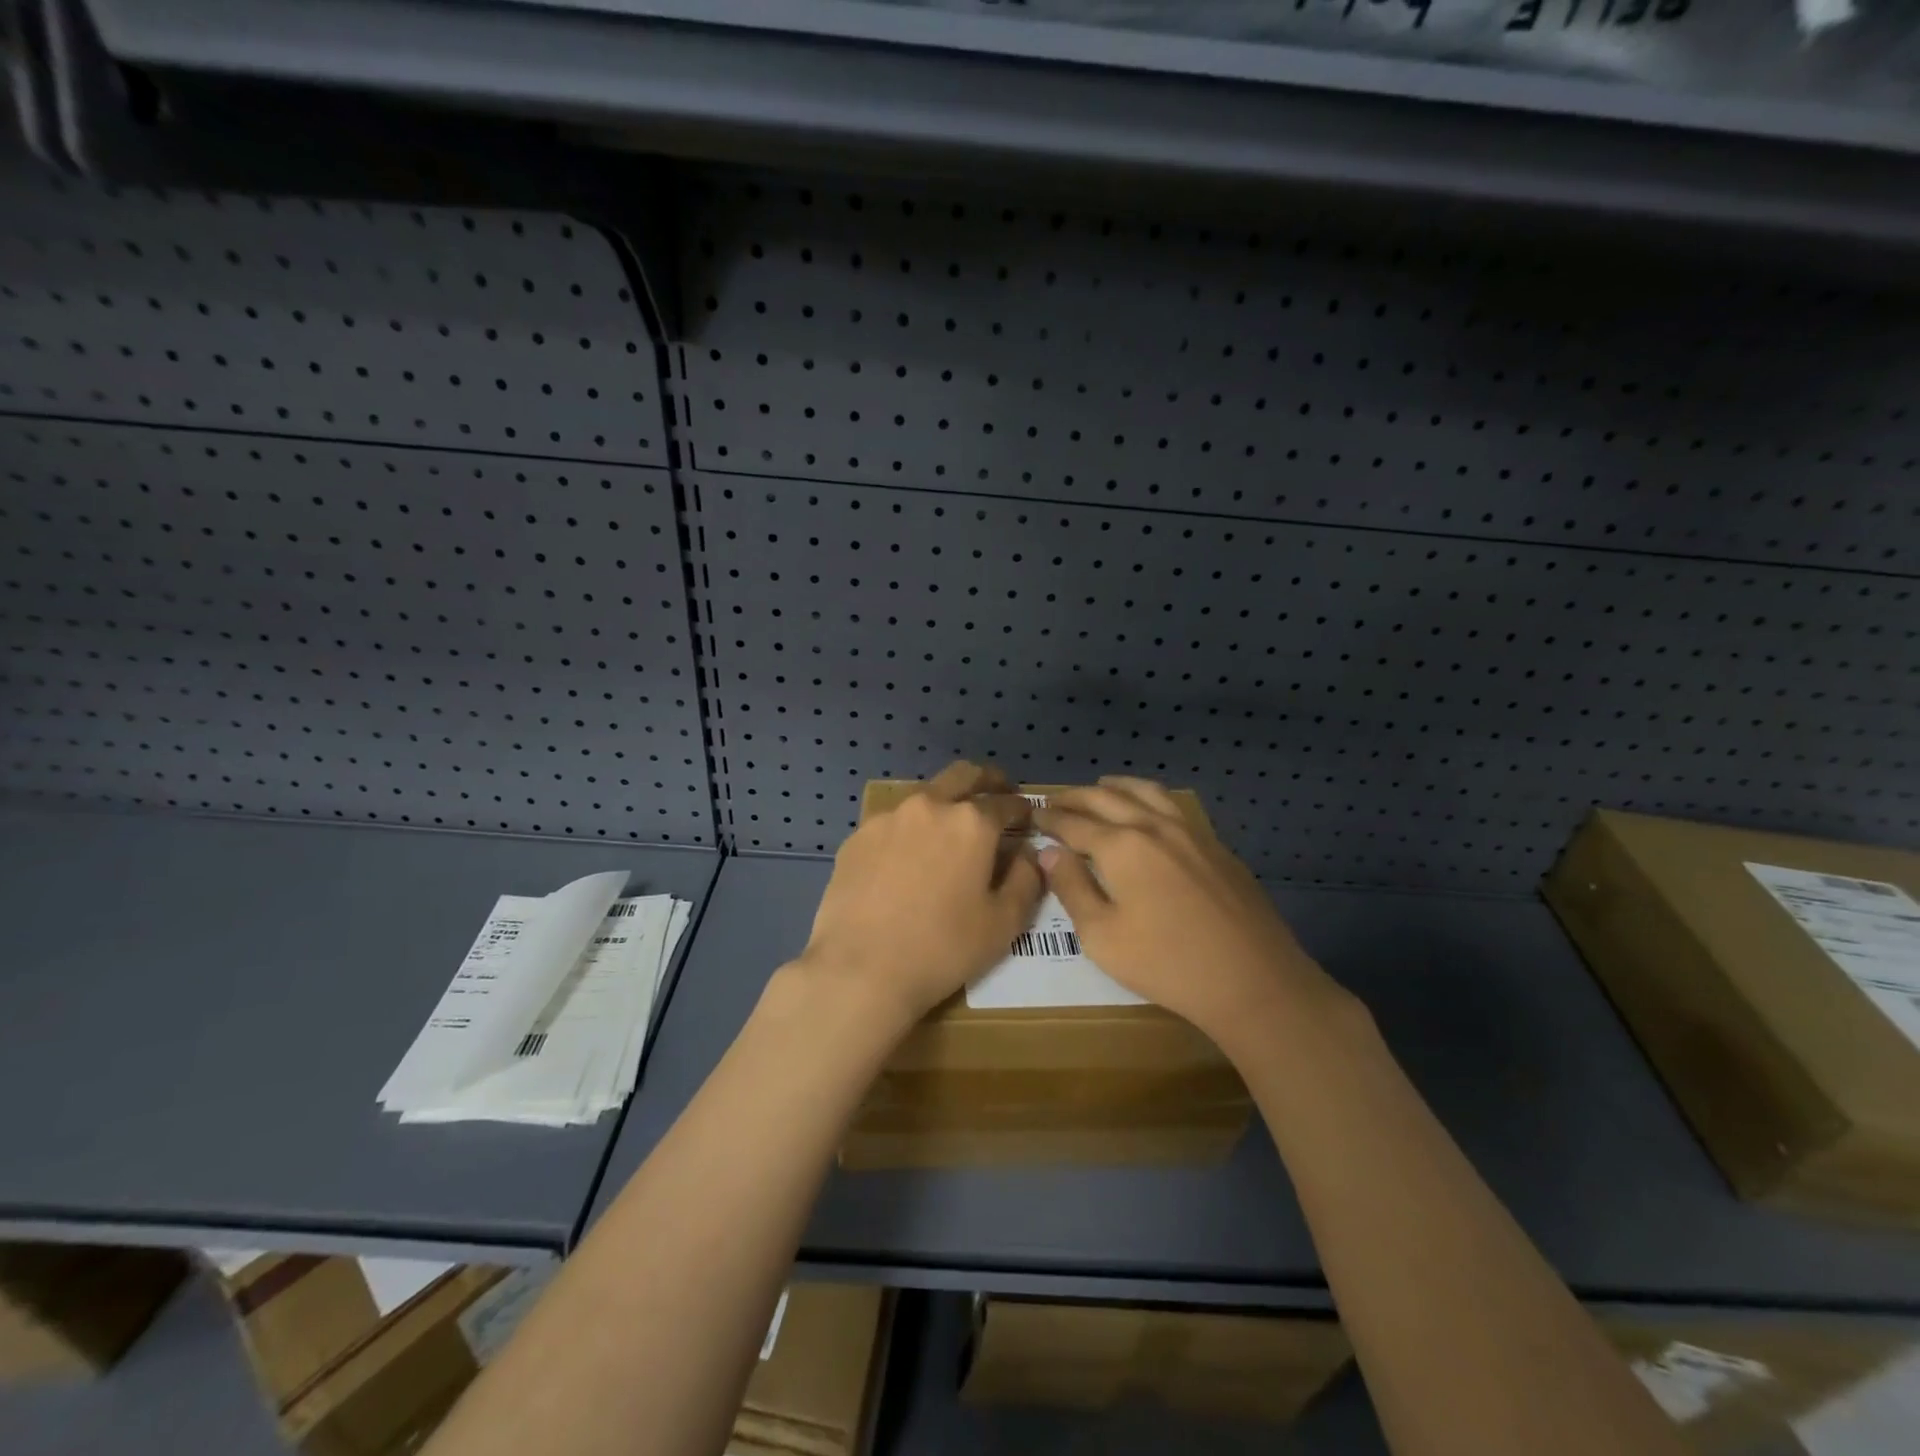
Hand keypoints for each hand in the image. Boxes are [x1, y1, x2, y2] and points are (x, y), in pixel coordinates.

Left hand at [795, 761, 1043, 1029]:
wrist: (860, 969)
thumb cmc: (942, 949)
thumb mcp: (1004, 923)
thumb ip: (1026, 880)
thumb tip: (1028, 853)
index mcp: (972, 823)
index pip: (1007, 803)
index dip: (1022, 809)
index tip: (1027, 818)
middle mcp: (930, 806)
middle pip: (964, 776)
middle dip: (987, 781)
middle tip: (997, 795)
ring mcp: (888, 818)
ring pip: (925, 796)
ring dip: (944, 805)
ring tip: (948, 833)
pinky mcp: (857, 837)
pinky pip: (893, 824)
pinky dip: (909, 832)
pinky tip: (906, 861)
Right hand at [1035, 777, 1340, 1043]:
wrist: (1253, 980)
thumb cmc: (1167, 964)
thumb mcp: (1102, 936)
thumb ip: (1072, 888)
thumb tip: (1050, 853)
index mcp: (1121, 846)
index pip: (1074, 823)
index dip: (1050, 820)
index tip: (1033, 817)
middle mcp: (1153, 826)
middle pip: (1106, 798)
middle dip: (1075, 797)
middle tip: (1055, 802)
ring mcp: (1190, 832)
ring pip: (1145, 792)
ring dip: (1115, 787)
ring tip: (1099, 787)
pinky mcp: (1216, 846)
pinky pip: (1173, 806)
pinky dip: (1148, 798)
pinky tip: (1148, 811)